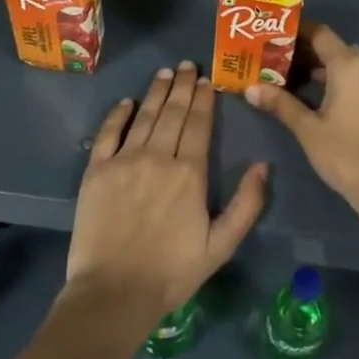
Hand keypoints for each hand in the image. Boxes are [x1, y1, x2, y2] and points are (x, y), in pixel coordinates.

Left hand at [66, 61, 267, 326]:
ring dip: (156, 91)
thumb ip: (247, 204)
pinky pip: (107, 133)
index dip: (204, 99)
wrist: (114, 292)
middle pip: (173, 112)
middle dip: (182, 86)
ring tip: (165, 72)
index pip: (199, 124)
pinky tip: (127, 102)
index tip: (207, 80)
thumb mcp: (221, 245)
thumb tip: (263, 165)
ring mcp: (124, 161)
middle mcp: (158, 157)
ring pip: (144, 116)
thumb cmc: (172, 272)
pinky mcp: (96, 171)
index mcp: (190, 173)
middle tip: (187, 65)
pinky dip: (118, 114)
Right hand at [244, 23, 358, 233]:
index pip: (320, 33)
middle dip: (304, 49)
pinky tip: (311, 93)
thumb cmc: (345, 153)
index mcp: (349, 65)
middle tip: (273, 56)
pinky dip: (333, 79)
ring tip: (286, 74)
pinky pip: (354, 78)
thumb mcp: (307, 129)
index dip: (296, 31)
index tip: (272, 34)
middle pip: (332, 47)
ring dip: (319, 66)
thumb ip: (280, 103)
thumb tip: (250, 88)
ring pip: (344, 64)